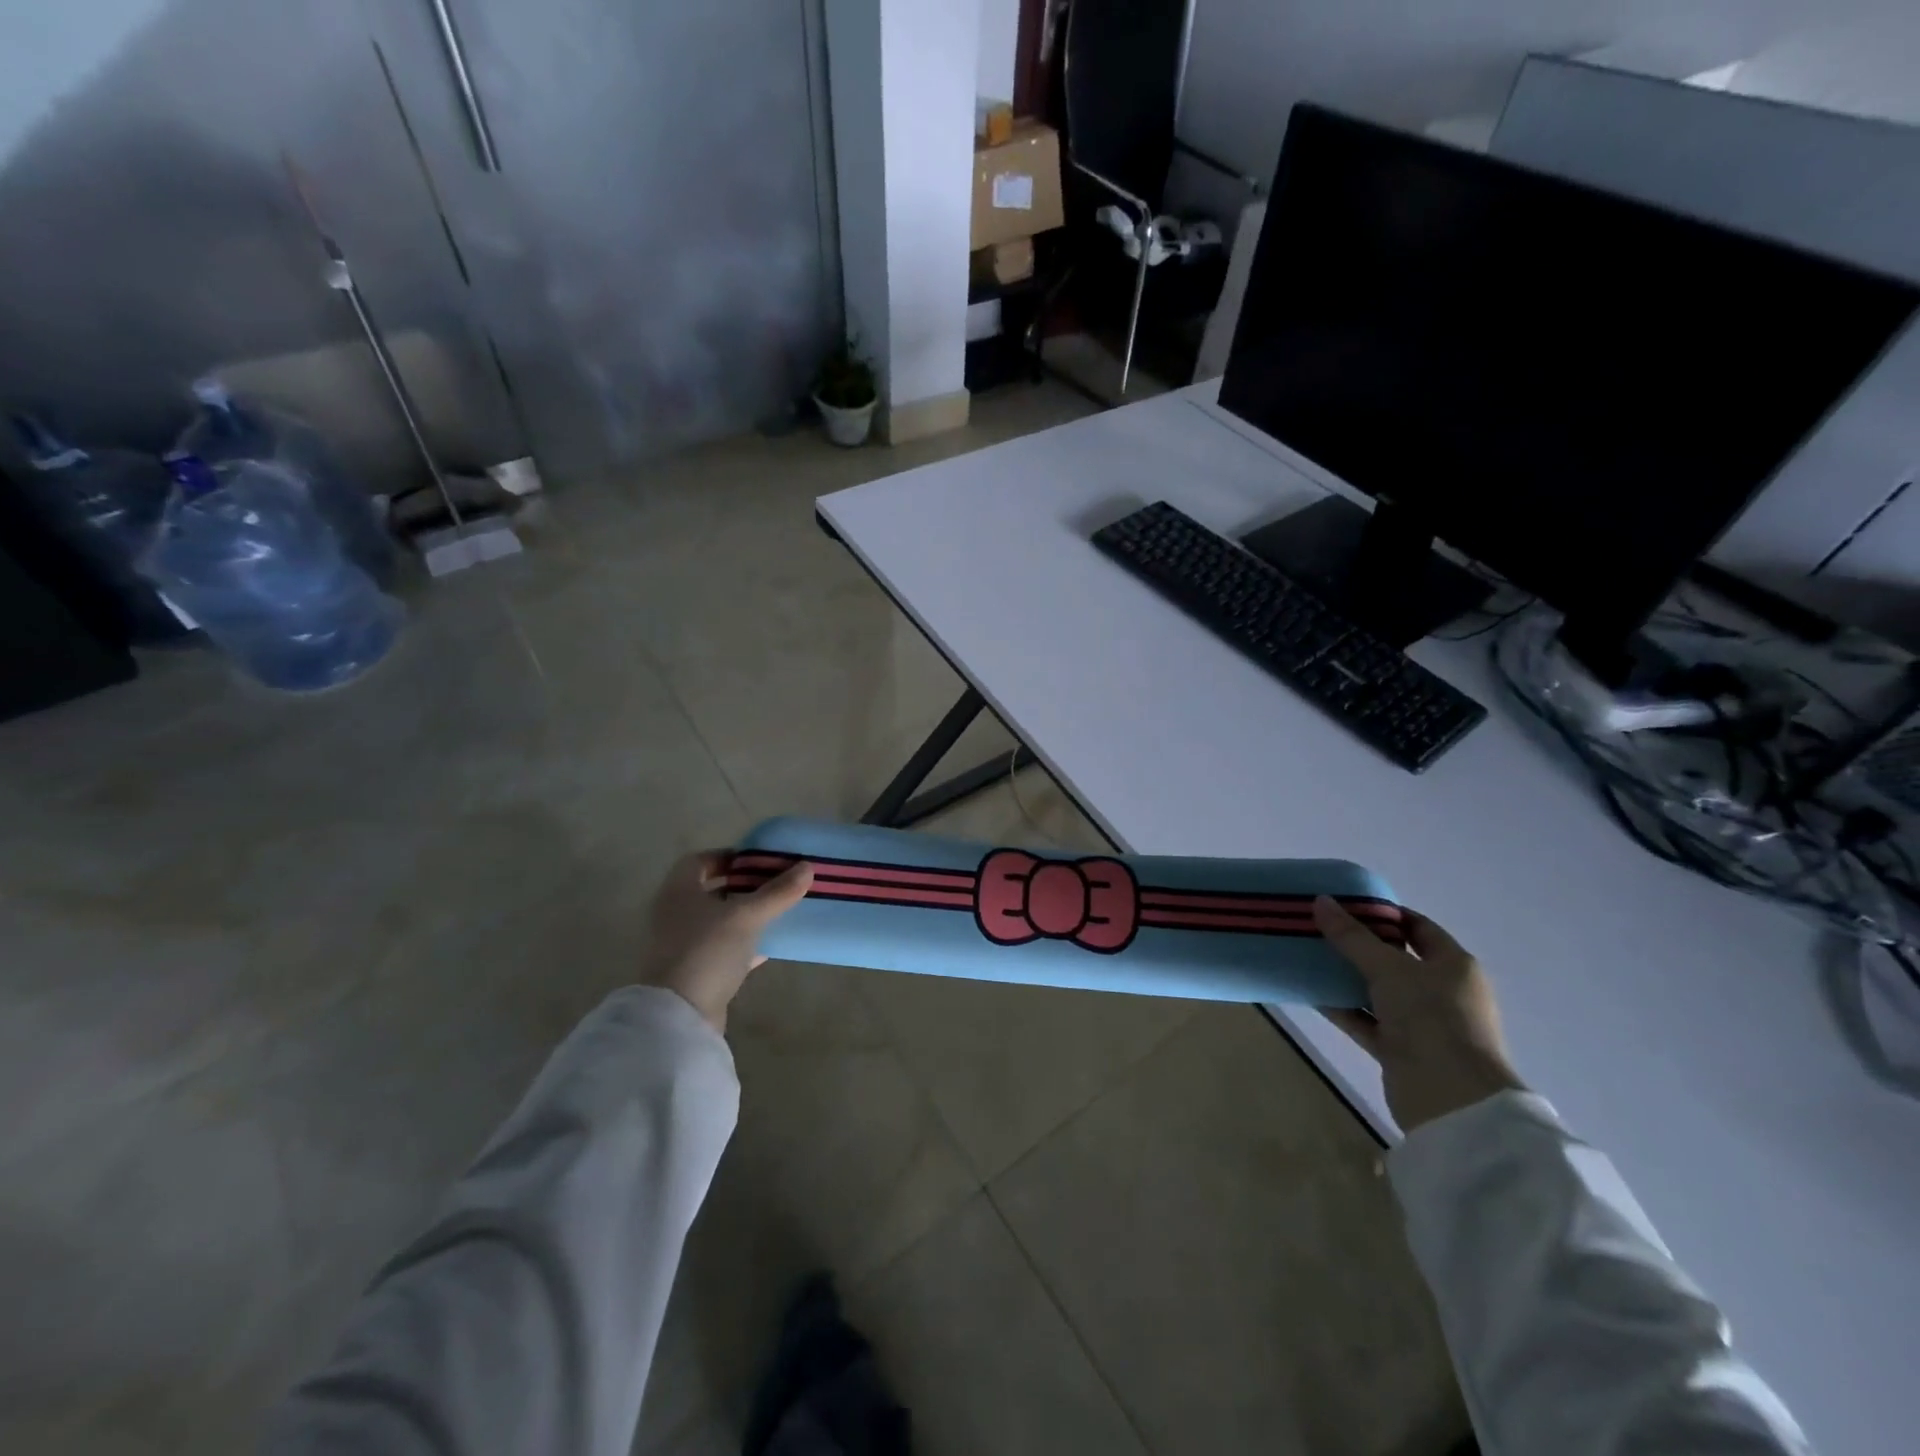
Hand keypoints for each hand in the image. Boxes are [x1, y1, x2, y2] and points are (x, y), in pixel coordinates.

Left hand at [639, 852, 813, 1031]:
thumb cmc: (707, 951)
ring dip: (746, 914)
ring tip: (779, 910)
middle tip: (776, 883)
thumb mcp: (747, 916)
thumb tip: (807, 867)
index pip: (700, 860)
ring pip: (719, 920)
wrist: (680, 1016)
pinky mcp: (696, 971)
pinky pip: (724, 948)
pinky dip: (746, 942)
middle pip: (712, 890)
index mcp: (679, 891)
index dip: (729, 857)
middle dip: (744, 885)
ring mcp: (683, 944)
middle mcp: (676, 913)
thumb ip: (777, 892)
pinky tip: (771, 944)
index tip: (759, 861)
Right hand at [1313, 897, 1523, 1132]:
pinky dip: (1341, 1007)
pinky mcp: (1400, 1049)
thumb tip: (1320, 901)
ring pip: (1376, 990)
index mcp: (1453, 965)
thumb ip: (1352, 936)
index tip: (1344, 904)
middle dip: (1357, 944)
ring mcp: (1421, 1023)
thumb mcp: (1388, 968)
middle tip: (1318, 927)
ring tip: (1306, 955)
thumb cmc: (1431, 1017)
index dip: (1383, 913)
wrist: (1451, 1097)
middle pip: (1394, 959)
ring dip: (1345, 976)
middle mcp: (1441, 991)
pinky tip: (1310, 992)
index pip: (1418, 927)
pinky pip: (1365, 1020)